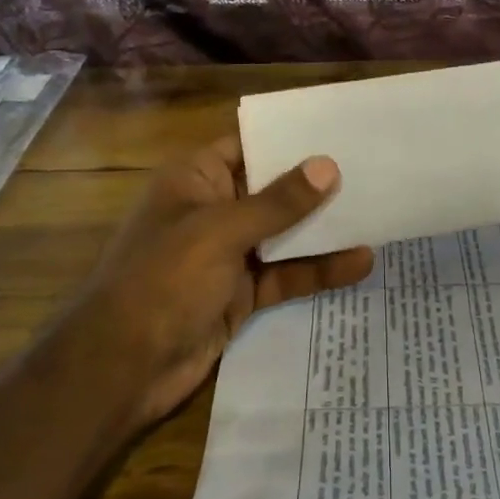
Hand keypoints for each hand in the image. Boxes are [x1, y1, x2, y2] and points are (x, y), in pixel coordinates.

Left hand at [83, 136, 372, 426]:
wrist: (122, 369)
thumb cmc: (163, 280)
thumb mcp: (221, 232)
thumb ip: (278, 203)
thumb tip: (327, 166)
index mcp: (196, 179)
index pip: (249, 145)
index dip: (290, 137)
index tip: (340, 129)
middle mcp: (213, 209)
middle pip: (272, 189)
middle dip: (316, 184)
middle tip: (372, 169)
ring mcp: (228, 253)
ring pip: (284, 233)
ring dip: (324, 229)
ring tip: (377, 213)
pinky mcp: (241, 293)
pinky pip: (286, 273)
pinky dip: (318, 269)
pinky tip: (360, 263)